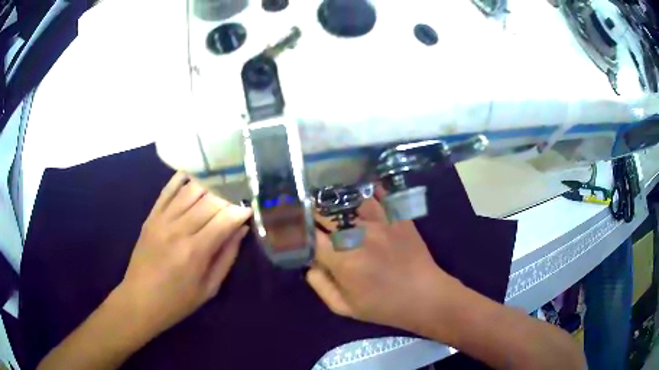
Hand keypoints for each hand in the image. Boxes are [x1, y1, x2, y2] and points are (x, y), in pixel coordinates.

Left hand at [117, 172, 252, 336]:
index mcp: (195, 252)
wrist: (140, 300)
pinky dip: (182, 179)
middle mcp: (178, 230)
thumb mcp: (209, 289)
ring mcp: (162, 220)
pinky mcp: (151, 216)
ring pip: (190, 191)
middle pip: (209, 201)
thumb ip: (226, 257)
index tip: (250, 207)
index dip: (240, 210)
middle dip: (228, 196)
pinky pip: (168, 190)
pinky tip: (194, 176)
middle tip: (239, 196)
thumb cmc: (177, 301)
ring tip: (221, 187)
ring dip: (209, 186)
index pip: (224, 220)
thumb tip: (241, 230)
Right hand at [308, 188, 460, 333]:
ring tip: (329, 196)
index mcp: (342, 260)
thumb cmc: (383, 306)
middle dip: (312, 211)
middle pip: (326, 212)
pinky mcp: (397, 217)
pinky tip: (359, 188)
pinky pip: (379, 195)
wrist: (424, 296)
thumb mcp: (345, 307)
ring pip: (349, 200)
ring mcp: (380, 223)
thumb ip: (320, 285)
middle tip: (307, 210)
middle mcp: (358, 235)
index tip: (292, 226)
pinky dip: (367, 190)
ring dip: (335, 198)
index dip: (297, 228)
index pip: (310, 235)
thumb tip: (309, 263)